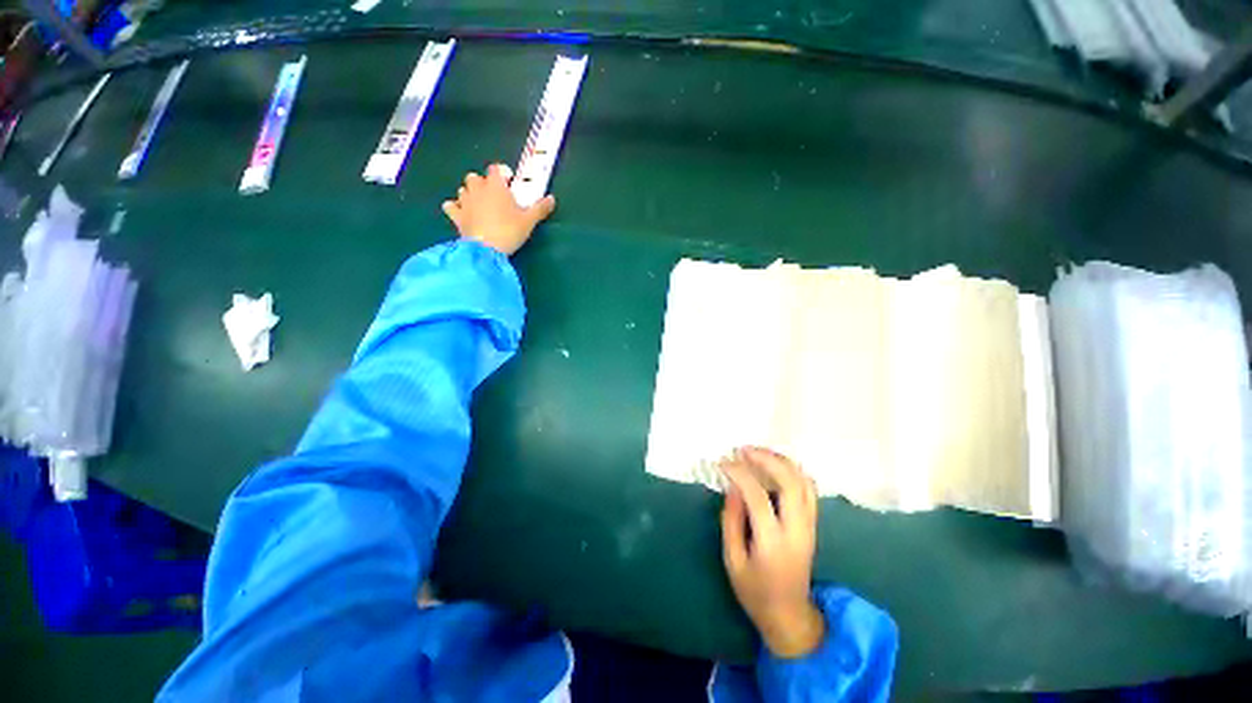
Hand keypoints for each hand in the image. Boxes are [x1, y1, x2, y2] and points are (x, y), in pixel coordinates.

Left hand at [442, 164, 556, 255]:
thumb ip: (540, 208)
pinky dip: (455, 207)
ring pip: (463, 189)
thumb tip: (551, 199)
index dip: (502, 173)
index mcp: (496, 186)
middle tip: (494, 196)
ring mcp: (464, 202)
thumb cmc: (509, 231)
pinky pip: (450, 206)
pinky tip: (462, 213)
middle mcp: (477, 189)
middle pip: (475, 177)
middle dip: (483, 183)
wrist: (486, 250)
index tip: (510, 182)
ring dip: (470, 194)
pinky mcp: (456, 216)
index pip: (496, 169)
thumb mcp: (529, 221)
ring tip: (480, 205)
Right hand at [720, 447, 824, 658]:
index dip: (739, 474)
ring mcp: (809, 526)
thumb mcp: (732, 560)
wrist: (790, 615)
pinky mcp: (813, 524)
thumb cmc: (755, 591)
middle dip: (766, 459)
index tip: (723, 463)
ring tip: (757, 452)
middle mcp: (797, 530)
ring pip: (803, 481)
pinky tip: (775, 465)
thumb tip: (732, 487)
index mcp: (773, 542)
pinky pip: (808, 489)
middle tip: (743, 450)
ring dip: (781, 461)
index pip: (758, 497)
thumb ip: (731, 521)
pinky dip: (793, 471)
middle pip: (790, 482)